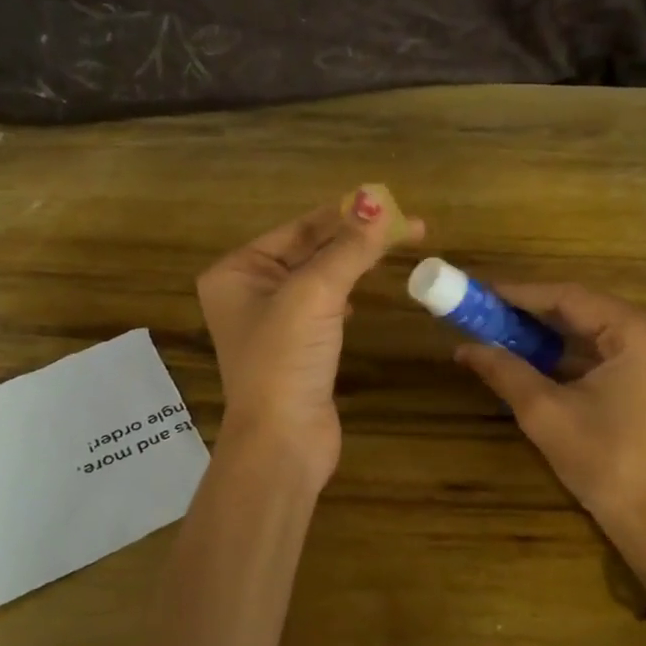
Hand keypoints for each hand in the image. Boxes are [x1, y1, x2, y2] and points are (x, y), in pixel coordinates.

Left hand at [196, 191, 421, 483]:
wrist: (282, 441)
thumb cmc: (285, 360)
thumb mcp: (315, 294)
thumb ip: (349, 248)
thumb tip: (379, 204)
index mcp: (237, 271)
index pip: (299, 228)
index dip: (347, 214)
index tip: (393, 205)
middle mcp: (248, 291)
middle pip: (310, 250)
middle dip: (356, 237)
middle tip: (408, 226)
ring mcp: (272, 322)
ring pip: (320, 278)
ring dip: (354, 263)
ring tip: (395, 248)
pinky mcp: (296, 348)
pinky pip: (324, 306)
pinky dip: (346, 295)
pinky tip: (361, 297)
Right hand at [455, 285, 645, 587]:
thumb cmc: (603, 463)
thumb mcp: (545, 413)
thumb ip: (504, 369)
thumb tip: (463, 347)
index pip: (573, 298)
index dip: (522, 295)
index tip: (484, 291)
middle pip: (594, 311)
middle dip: (540, 316)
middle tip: (493, 315)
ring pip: (610, 330)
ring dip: (564, 334)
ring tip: (515, 335)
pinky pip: (628, 348)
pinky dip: (591, 351)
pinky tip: (555, 357)